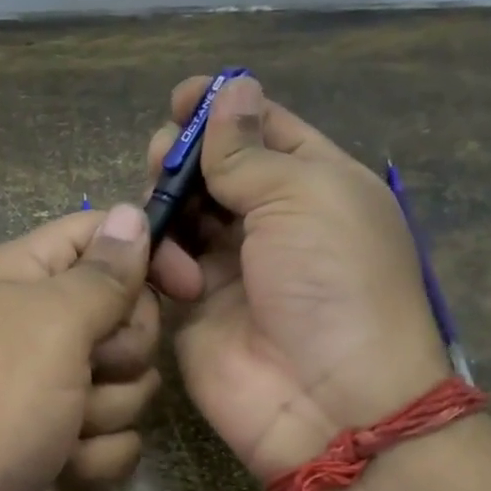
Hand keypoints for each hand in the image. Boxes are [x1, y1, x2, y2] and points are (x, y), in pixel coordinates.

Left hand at [0, 204, 159, 490]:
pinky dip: (94, 454)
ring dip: (106, 410)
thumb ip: (102, 272)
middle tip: (90, 368)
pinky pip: (115, 435)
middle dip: (122, 351)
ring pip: (129, 382)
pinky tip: (61, 465)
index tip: (187, 286)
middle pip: (128, 314)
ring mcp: (53, 387)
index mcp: (26, 277)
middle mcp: (40, 325)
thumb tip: (129, 213)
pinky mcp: (63, 440)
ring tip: (63, 427)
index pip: (103, 237)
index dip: (148, 254)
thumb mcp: (52, 323)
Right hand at [148, 75, 450, 480]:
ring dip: (167, 204)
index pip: (265, 130)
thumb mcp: (303, 197)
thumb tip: (232, 89)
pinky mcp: (193, 310)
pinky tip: (167, 270)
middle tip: (161, 156)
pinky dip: (158, 258)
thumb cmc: (332, 283)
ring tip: (159, 211)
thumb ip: (250, 150)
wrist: (326, 401)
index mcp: (315, 185)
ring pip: (183, 216)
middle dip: (184, 156)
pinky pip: (163, 267)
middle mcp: (272, 223)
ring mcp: (231, 269)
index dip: (224, 108)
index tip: (181, 97)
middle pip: (215, 171)